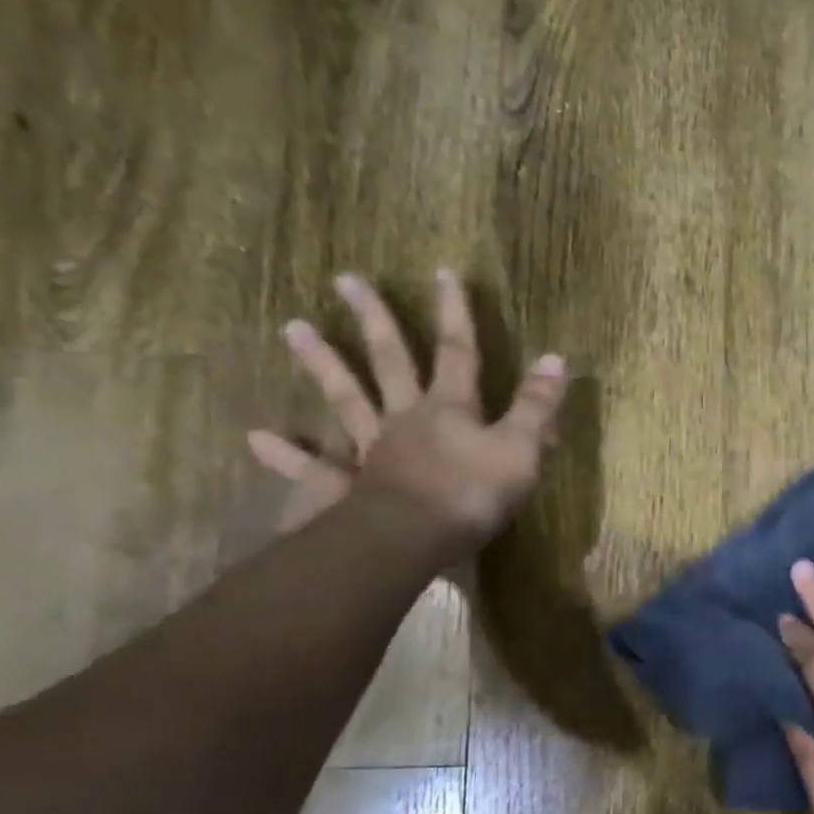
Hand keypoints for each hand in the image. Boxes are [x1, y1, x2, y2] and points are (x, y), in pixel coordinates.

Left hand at [247, 270, 566, 561]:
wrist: (412, 540)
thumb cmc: (472, 493)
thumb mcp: (520, 448)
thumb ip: (536, 405)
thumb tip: (556, 358)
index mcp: (451, 407)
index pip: (457, 351)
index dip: (455, 313)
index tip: (443, 273)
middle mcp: (407, 417)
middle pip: (390, 360)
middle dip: (375, 320)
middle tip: (347, 280)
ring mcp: (373, 449)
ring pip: (346, 398)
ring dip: (322, 364)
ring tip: (292, 327)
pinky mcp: (349, 486)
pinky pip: (315, 468)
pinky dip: (287, 454)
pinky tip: (257, 436)